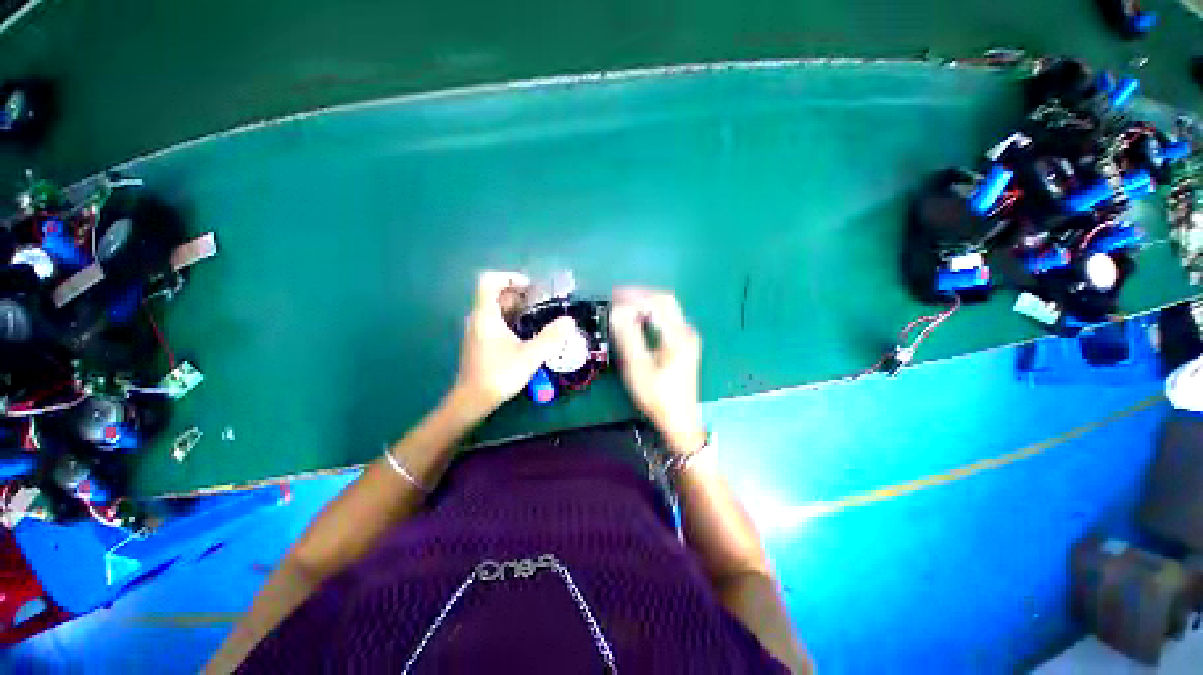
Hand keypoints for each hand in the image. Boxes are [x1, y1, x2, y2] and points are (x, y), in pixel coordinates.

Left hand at [451, 271, 576, 419]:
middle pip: (495, 293)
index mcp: (486, 315)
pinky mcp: (480, 341)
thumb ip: (551, 337)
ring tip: (538, 318)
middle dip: (519, 294)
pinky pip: (495, 321)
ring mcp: (477, 330)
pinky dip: (511, 320)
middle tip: (541, 304)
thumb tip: (569, 321)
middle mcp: (478, 318)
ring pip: (496, 308)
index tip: (530, 288)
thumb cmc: (499, 374)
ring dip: (517, 308)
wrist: (473, 400)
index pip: (488, 280)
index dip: (509, 277)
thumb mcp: (530, 356)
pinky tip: (527, 334)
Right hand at [609, 288, 706, 454]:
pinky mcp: (684, 343)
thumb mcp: (638, 367)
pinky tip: (637, 318)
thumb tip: (617, 310)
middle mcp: (686, 331)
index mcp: (678, 335)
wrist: (679, 419)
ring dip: (645, 303)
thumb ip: (628, 336)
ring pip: (667, 308)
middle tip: (616, 296)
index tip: (613, 296)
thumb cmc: (657, 396)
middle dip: (640, 295)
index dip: (635, 295)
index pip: (658, 302)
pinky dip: (650, 313)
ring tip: (622, 304)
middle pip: (665, 300)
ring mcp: (687, 337)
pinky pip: (667, 318)